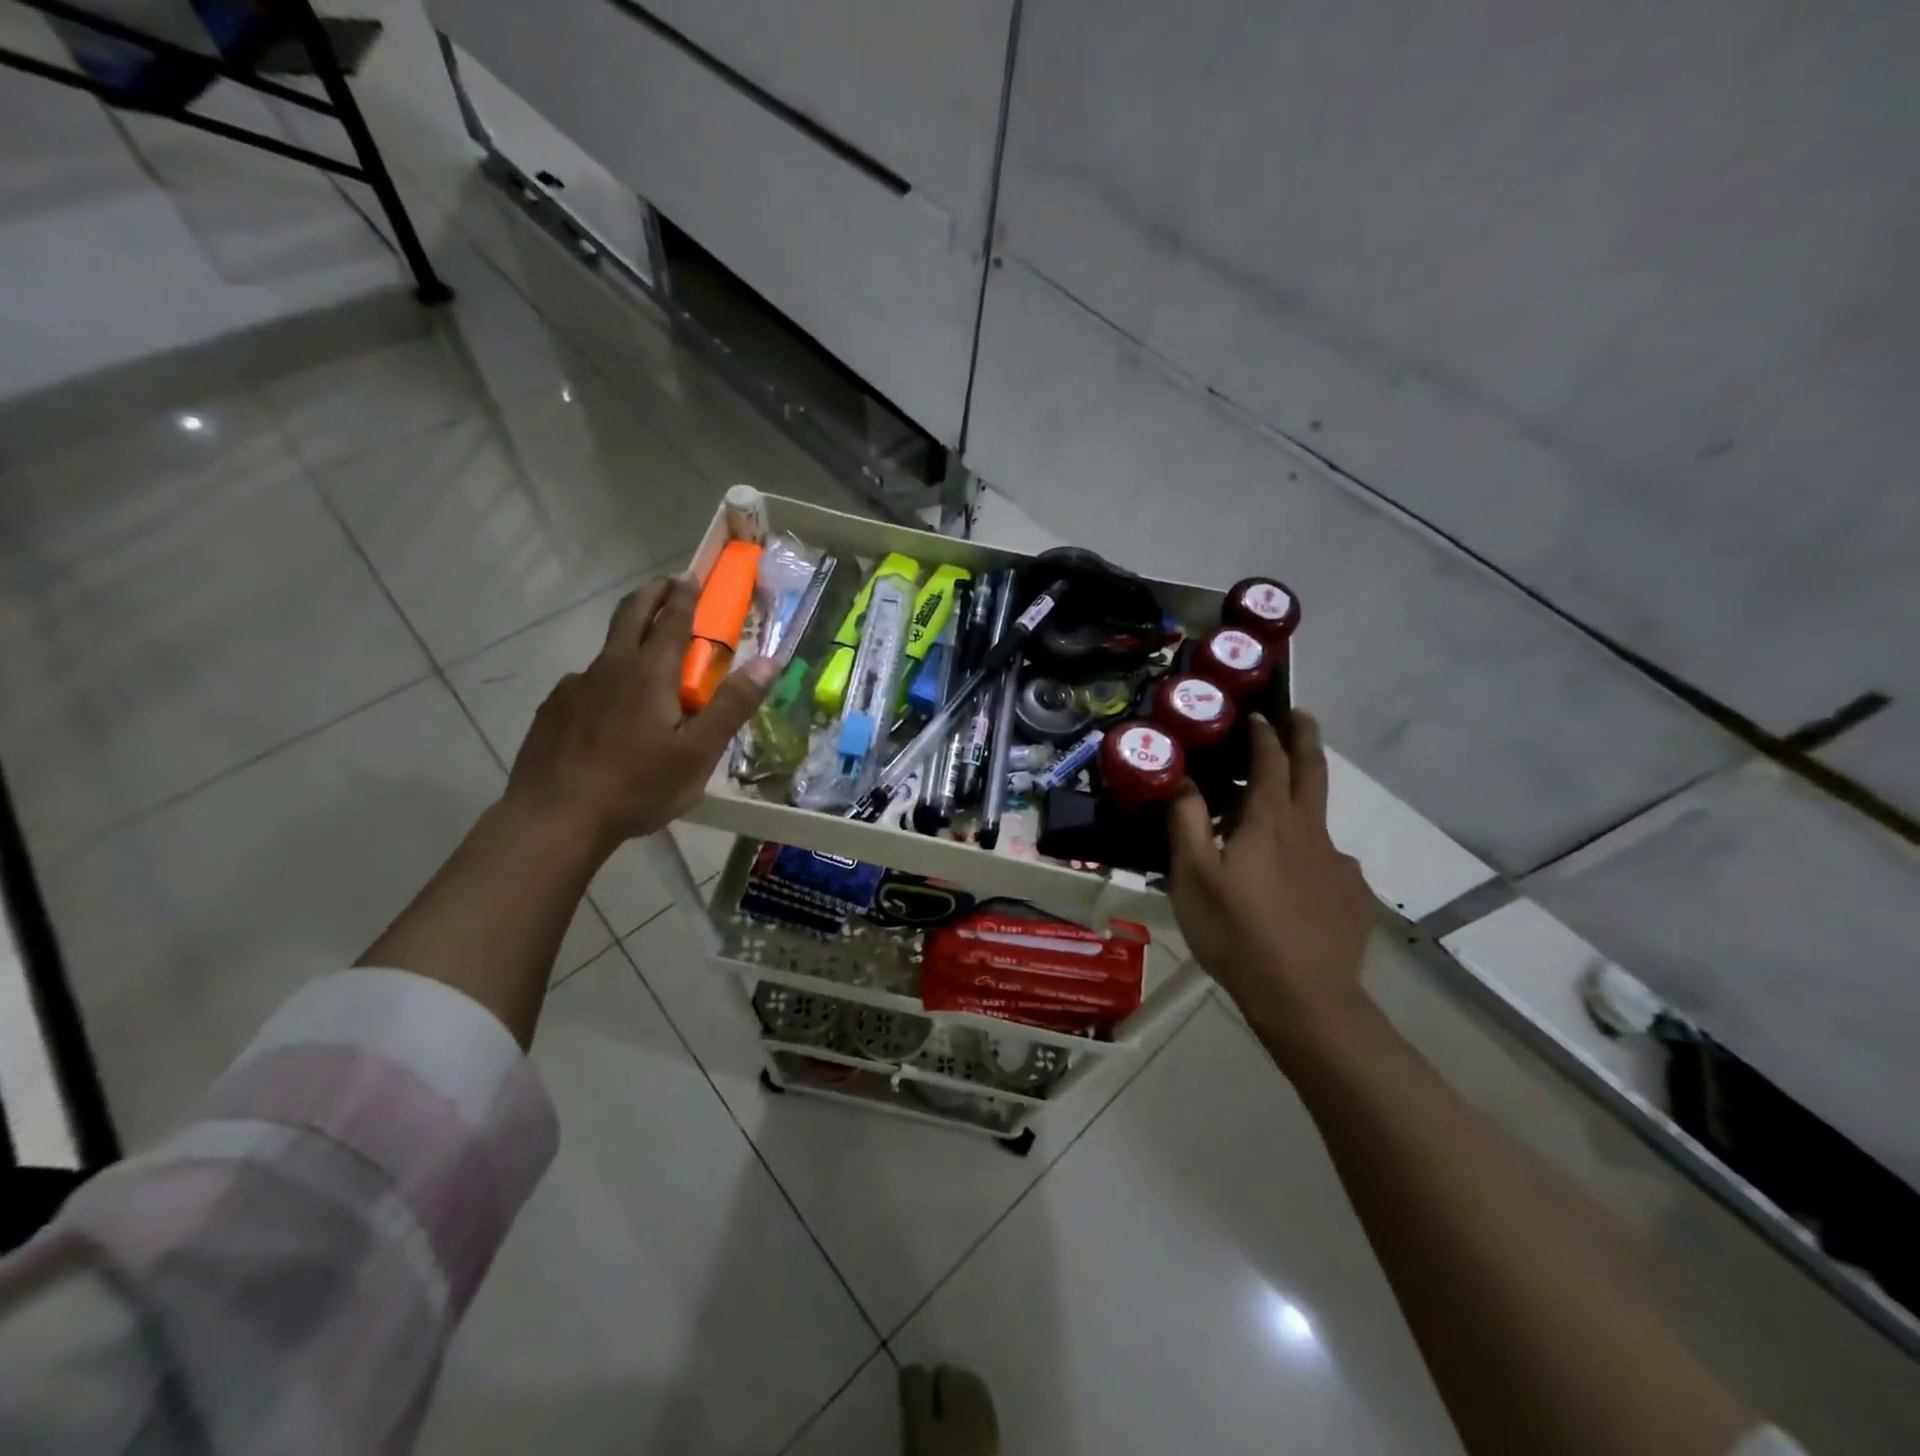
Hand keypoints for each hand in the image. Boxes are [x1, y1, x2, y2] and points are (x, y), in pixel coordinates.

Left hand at [503, 576, 773, 854]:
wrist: (555, 818)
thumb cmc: (637, 786)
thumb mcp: (699, 752)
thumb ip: (733, 704)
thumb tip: (769, 661)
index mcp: (651, 673)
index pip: (673, 618)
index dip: (686, 595)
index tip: (692, 576)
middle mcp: (611, 667)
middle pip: (631, 614)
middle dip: (652, 594)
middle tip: (668, 585)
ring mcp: (576, 686)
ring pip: (607, 650)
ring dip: (629, 638)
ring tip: (644, 661)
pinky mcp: (554, 709)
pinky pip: (585, 683)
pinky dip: (605, 680)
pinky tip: (608, 711)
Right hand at [1169, 711, 1375, 1043]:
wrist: (1304, 999)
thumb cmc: (1236, 933)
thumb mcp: (1193, 877)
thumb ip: (1187, 822)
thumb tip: (1182, 778)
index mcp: (1270, 822)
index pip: (1271, 761)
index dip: (1264, 734)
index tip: (1257, 714)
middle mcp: (1312, 832)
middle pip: (1314, 771)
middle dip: (1306, 737)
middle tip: (1299, 715)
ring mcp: (1340, 864)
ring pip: (1319, 822)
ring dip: (1302, 804)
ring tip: (1277, 825)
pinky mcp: (1354, 896)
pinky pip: (1329, 863)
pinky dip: (1310, 857)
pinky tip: (1295, 886)